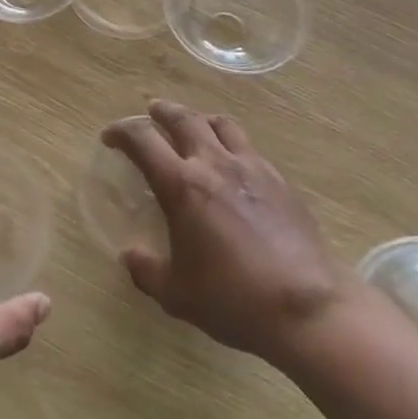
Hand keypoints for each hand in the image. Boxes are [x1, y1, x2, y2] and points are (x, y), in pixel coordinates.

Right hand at [103, 100, 350, 366]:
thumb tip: (130, 256)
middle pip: (183, 118)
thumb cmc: (233, 300)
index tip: (110, 137)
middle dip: (161, 111)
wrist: (307, 307)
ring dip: (199, 119)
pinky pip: (248, 147)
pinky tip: (232, 164)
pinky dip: (231, 143)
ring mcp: (251, 168)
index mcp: (182, 186)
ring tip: (194, 126)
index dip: (121, 132)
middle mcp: (214, 164)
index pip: (142, 140)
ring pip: (220, 124)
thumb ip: (147, 271)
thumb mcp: (177, 295)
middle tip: (151, 112)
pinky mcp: (279, 180)